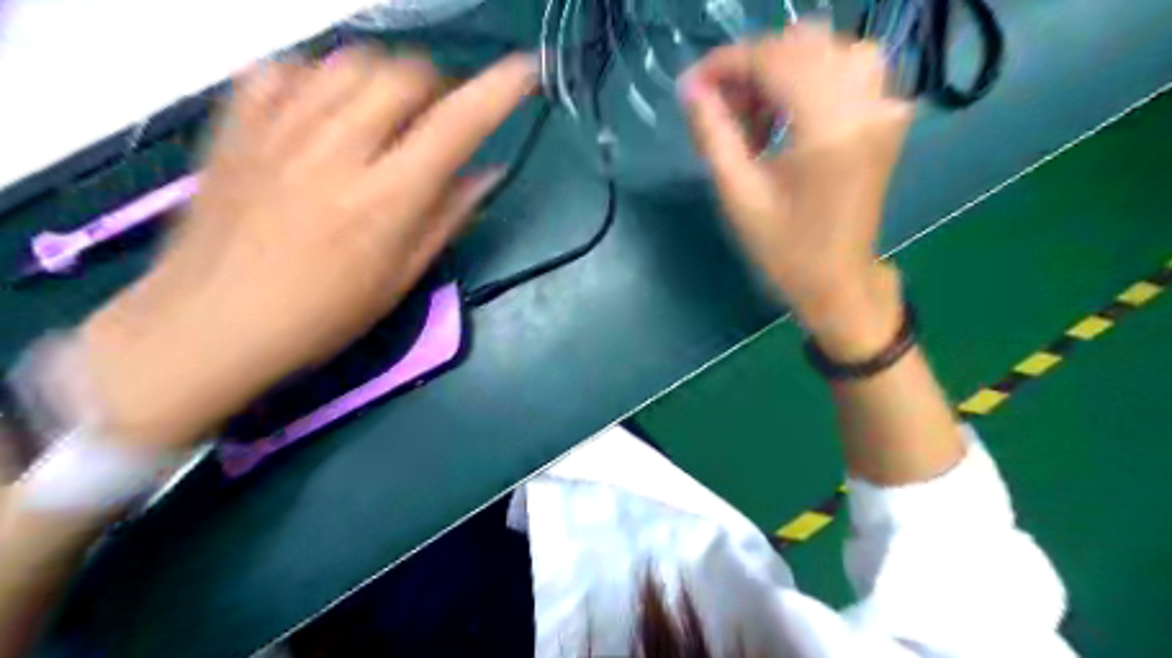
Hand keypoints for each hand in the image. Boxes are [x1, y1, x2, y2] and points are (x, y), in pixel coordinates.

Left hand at [81, 47, 537, 450]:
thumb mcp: (402, 277)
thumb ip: (448, 217)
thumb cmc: (322, 315)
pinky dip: (318, 77)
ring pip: (349, 60)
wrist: (209, 323)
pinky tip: (323, 111)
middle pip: (403, 72)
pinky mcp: (237, 124)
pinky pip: (286, 68)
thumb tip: (488, 172)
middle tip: (435, 118)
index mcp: (387, 197)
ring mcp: (282, 129)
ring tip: (382, 114)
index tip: (525, 71)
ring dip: (383, 78)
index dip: (500, 89)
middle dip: (435, 85)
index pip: (458, 123)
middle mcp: (339, 149)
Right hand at [678, 22, 913, 353]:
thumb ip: (714, 134)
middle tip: (724, 108)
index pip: (775, 60)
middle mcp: (867, 104)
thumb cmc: (784, 249)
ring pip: (829, 50)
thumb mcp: (738, 195)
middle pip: (803, 45)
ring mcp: (884, 107)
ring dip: (784, 69)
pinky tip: (789, 114)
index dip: (728, 63)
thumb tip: (691, 89)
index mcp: (829, 128)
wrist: (838, 281)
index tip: (695, 84)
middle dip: (754, 67)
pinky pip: (849, 68)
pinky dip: (811, 77)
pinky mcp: (887, 117)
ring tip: (757, 115)